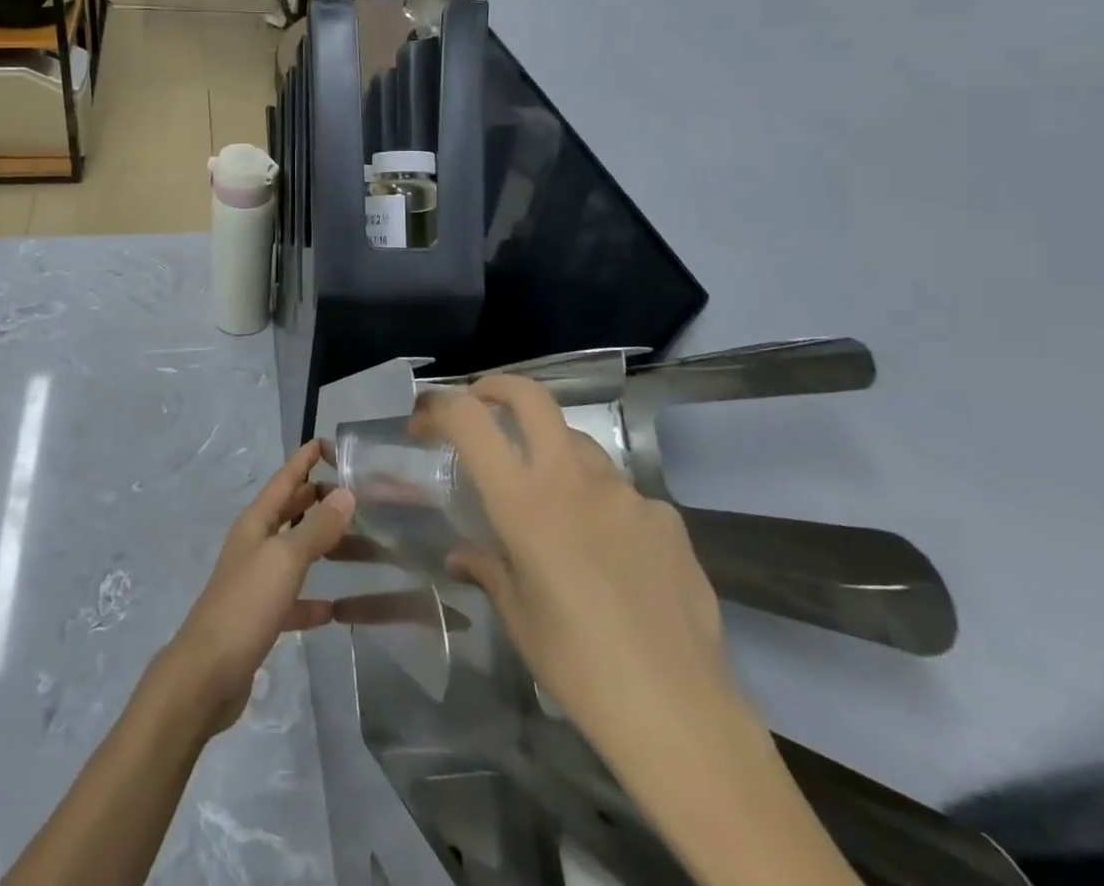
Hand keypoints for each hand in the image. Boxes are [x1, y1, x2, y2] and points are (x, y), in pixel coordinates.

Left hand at [160, 438, 353, 735]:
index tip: (328, 442)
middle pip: (289, 511)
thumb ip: (316, 528)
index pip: (284, 480)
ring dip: (321, 545)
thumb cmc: (245, 606)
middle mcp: (254, 544)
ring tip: (357, 543)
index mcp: (256, 523)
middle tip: (354, 492)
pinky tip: (337, 609)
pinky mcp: (260, 617)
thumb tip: (345, 494)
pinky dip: (314, 599)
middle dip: (316, 498)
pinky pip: (293, 598)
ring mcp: (255, 581)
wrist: (207, 675)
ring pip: (294, 552)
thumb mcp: (284, 560)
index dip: (304, 459)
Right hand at [409, 375, 736, 756]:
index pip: (469, 420)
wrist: (679, 714)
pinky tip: (611, 553)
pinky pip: (622, 493)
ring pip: (579, 442)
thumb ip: (487, 569)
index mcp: (524, 500)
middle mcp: (572, 478)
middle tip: (481, 405)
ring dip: (553, 452)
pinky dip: (603, 505)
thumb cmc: (577, 666)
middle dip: (497, 388)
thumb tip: (462, 556)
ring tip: (551, 499)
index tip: (424, 422)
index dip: (439, 406)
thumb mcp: (518, 617)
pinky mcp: (666, 517)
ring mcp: (626, 493)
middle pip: (531, 396)